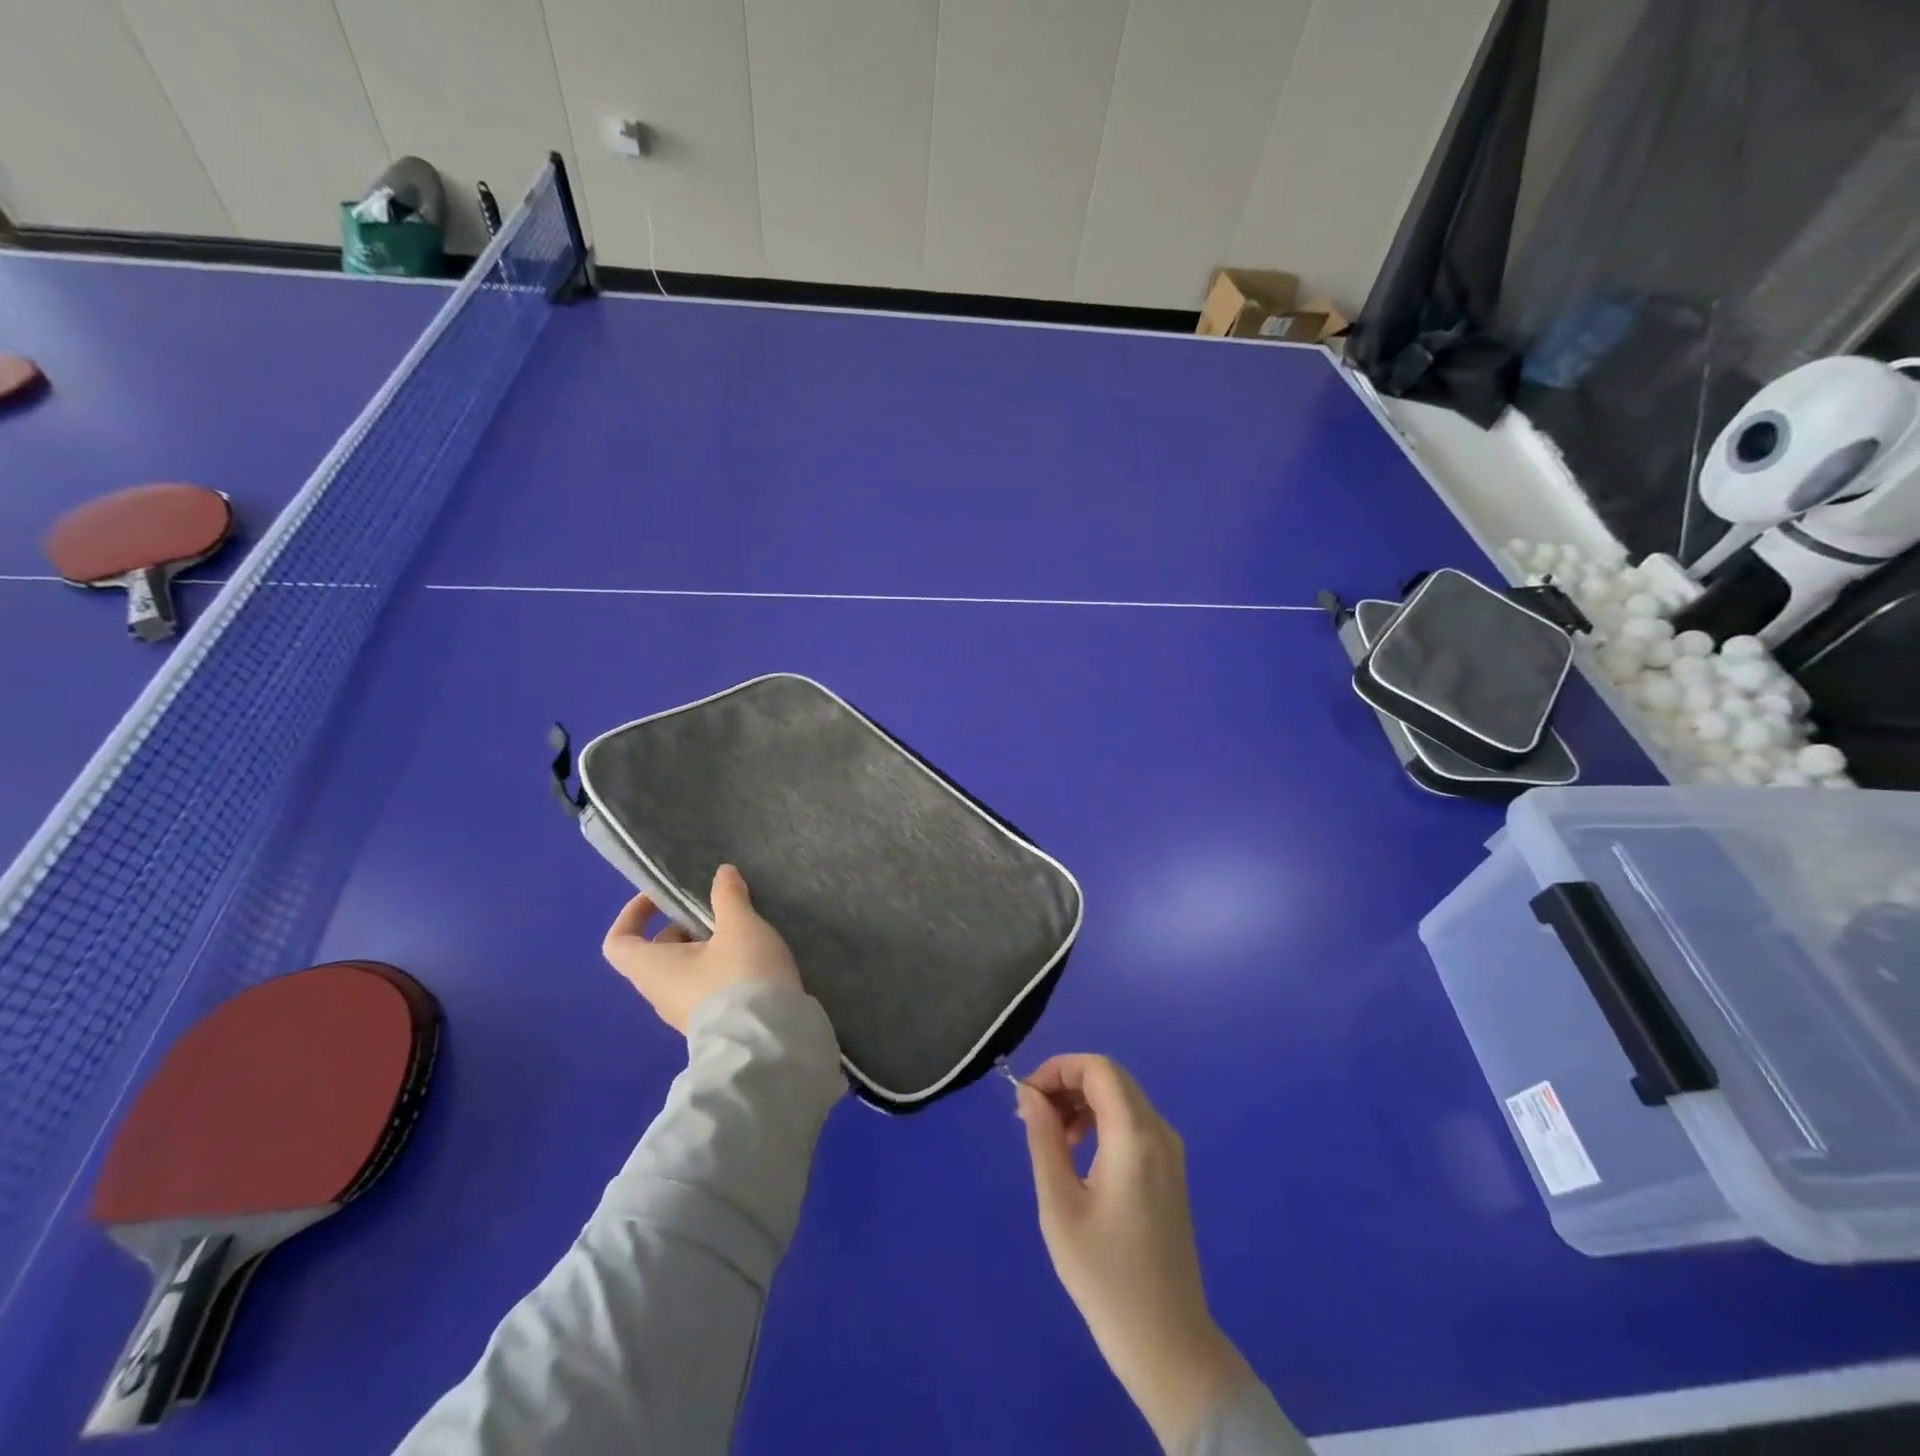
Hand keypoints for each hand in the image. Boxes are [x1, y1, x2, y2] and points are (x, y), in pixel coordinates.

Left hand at [602, 865, 802, 1033]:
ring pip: (686, 970)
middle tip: (719, 910)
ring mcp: (686, 1014)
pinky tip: (755, 958)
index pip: (618, 942)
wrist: (769, 1042)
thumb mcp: (739, 926)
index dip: (634, 914)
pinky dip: (723, 968)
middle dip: (686, 926)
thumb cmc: (741, 976)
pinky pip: (707, 988)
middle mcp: (660, 993)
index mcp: (652, 968)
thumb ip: (728, 897)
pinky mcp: (714, 1025)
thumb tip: (721, 873)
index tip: (664, 896)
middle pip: (658, 952)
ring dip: (709, 947)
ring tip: (743, 931)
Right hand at [1017, 1055, 1252, 1452]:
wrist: (1168, 1344)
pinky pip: (1131, 1122)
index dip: (1057, 1069)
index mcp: (1135, 1135)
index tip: (1026, 1098)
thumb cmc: (1106, 1277)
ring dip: (1081, 1103)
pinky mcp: (1170, 1170)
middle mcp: (1159, 1132)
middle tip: (1032, 1118)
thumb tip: (1029, 1094)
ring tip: (1051, 1139)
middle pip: (1109, 1078)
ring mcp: (1170, 1151)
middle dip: (1066, 1084)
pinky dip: (1100, 1121)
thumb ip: (1044, 1140)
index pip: (1097, 1068)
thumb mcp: (1059, 1206)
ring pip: (1121, 1097)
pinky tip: (1077, 1154)